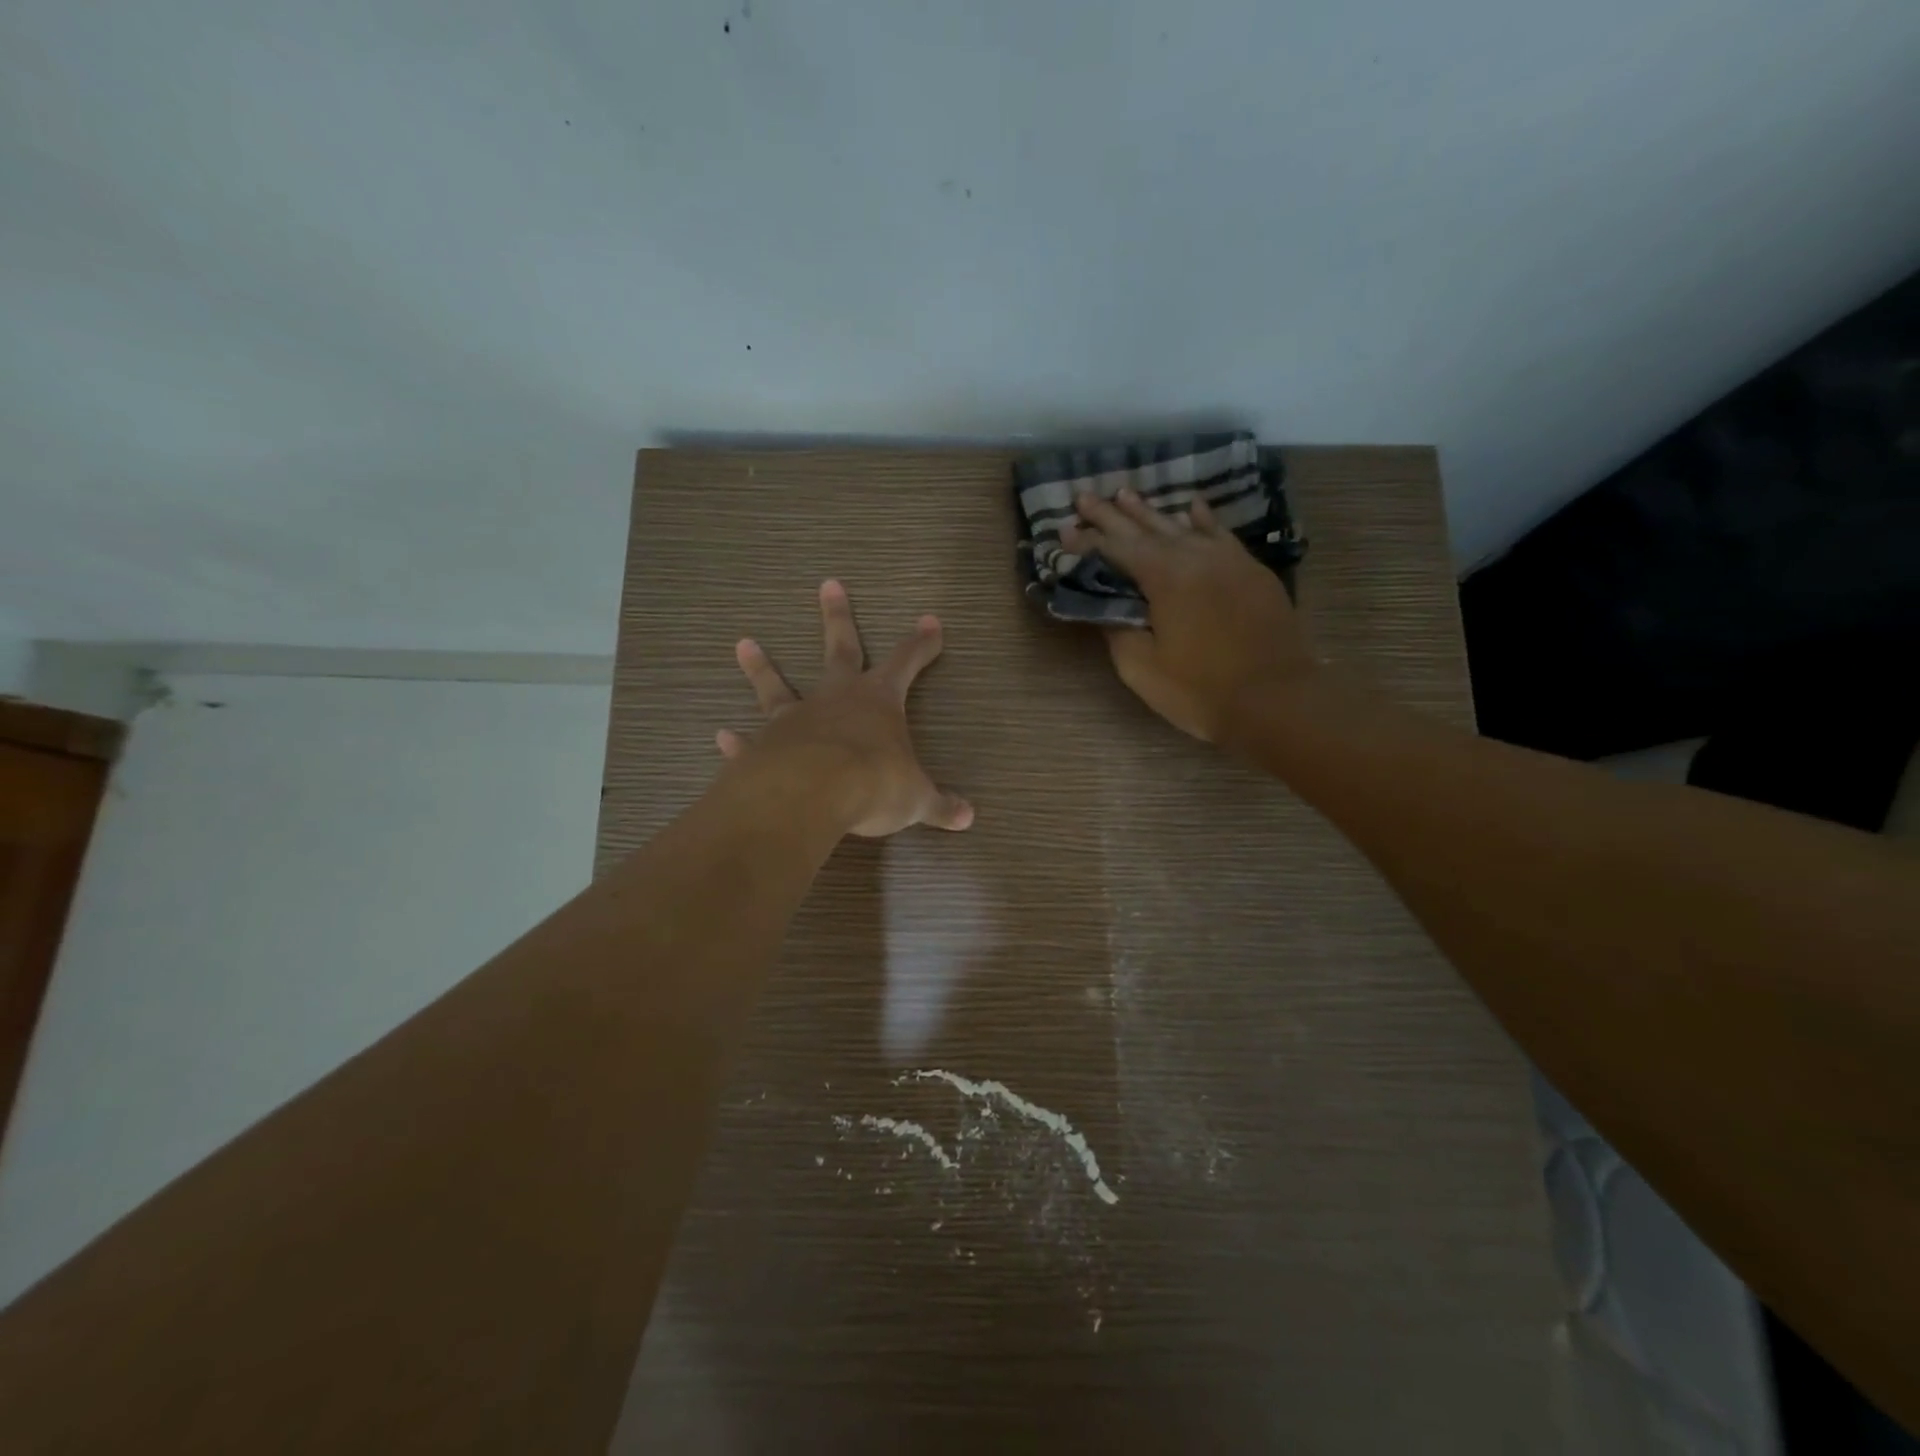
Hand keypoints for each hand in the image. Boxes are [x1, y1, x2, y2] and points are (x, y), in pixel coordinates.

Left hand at [716, 580, 974, 837]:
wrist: (811, 795)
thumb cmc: (873, 784)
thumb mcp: (915, 798)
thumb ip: (939, 805)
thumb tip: (969, 818)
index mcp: (878, 701)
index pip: (907, 661)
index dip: (921, 643)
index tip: (931, 622)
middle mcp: (835, 699)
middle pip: (840, 648)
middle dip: (838, 617)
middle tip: (829, 584)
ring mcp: (795, 719)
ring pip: (777, 686)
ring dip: (762, 666)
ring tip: (744, 643)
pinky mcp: (764, 746)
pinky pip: (750, 741)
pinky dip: (737, 741)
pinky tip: (723, 736)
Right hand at [1063, 489, 1317, 741]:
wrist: (1278, 701)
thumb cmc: (1201, 691)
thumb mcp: (1142, 669)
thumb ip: (1118, 630)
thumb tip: (1106, 607)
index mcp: (1165, 577)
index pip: (1115, 550)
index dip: (1086, 541)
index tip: (1062, 530)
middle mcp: (1195, 556)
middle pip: (1145, 529)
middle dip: (1111, 515)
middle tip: (1084, 498)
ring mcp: (1228, 560)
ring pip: (1181, 526)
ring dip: (1150, 512)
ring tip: (1125, 494)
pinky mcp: (1251, 572)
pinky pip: (1220, 535)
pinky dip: (1202, 520)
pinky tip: (1192, 507)